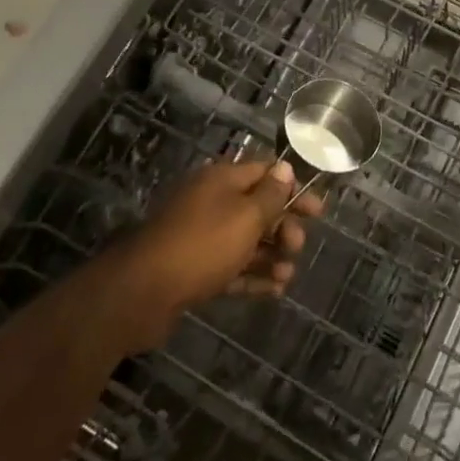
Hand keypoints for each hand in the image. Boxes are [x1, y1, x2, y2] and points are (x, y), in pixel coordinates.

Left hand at [114, 158, 323, 350]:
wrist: (142, 292)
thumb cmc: (202, 244)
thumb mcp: (246, 216)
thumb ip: (270, 194)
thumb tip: (285, 168)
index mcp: (222, 180)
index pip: (265, 173)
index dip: (293, 188)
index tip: (317, 210)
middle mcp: (212, 202)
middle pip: (257, 207)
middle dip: (282, 226)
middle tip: (297, 247)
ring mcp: (201, 236)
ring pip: (245, 240)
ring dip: (270, 254)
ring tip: (288, 275)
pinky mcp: (193, 269)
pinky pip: (231, 266)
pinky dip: (252, 275)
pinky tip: (274, 290)